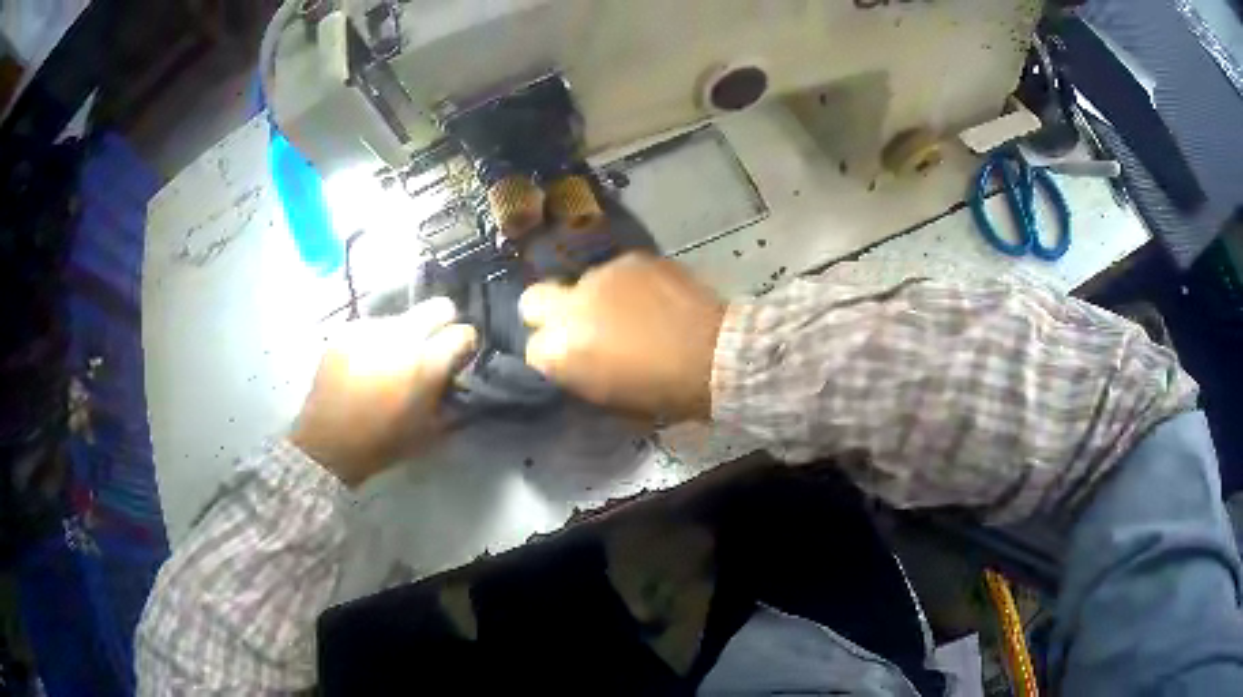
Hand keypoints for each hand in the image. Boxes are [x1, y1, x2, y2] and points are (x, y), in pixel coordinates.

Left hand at [290, 298, 476, 486]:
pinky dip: (377, 342)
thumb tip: (457, 375)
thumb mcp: (428, 430)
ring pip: (403, 318)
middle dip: (442, 325)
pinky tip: (365, 365)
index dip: (464, 347)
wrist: (326, 443)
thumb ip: (448, 396)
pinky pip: (374, 327)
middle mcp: (401, 335)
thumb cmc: (382, 444)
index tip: (457, 360)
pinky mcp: (347, 330)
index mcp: (426, 363)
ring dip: (404, 336)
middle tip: (431, 350)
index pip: (463, 333)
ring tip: (389, 363)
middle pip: (439, 307)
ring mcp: (370, 328)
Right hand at [520, 253, 725, 422]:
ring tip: (633, 313)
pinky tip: (654, 299)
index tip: (570, 360)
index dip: (550, 355)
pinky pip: (617, 272)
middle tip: (579, 325)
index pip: (532, 349)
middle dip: (547, 313)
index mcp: (561, 351)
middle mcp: (571, 307)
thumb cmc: (663, 392)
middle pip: (533, 300)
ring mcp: (601, 276)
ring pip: (582, 284)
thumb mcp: (609, 399)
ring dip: (597, 299)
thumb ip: (579, 375)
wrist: (715, 357)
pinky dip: (628, 286)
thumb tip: (573, 362)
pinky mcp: (632, 259)